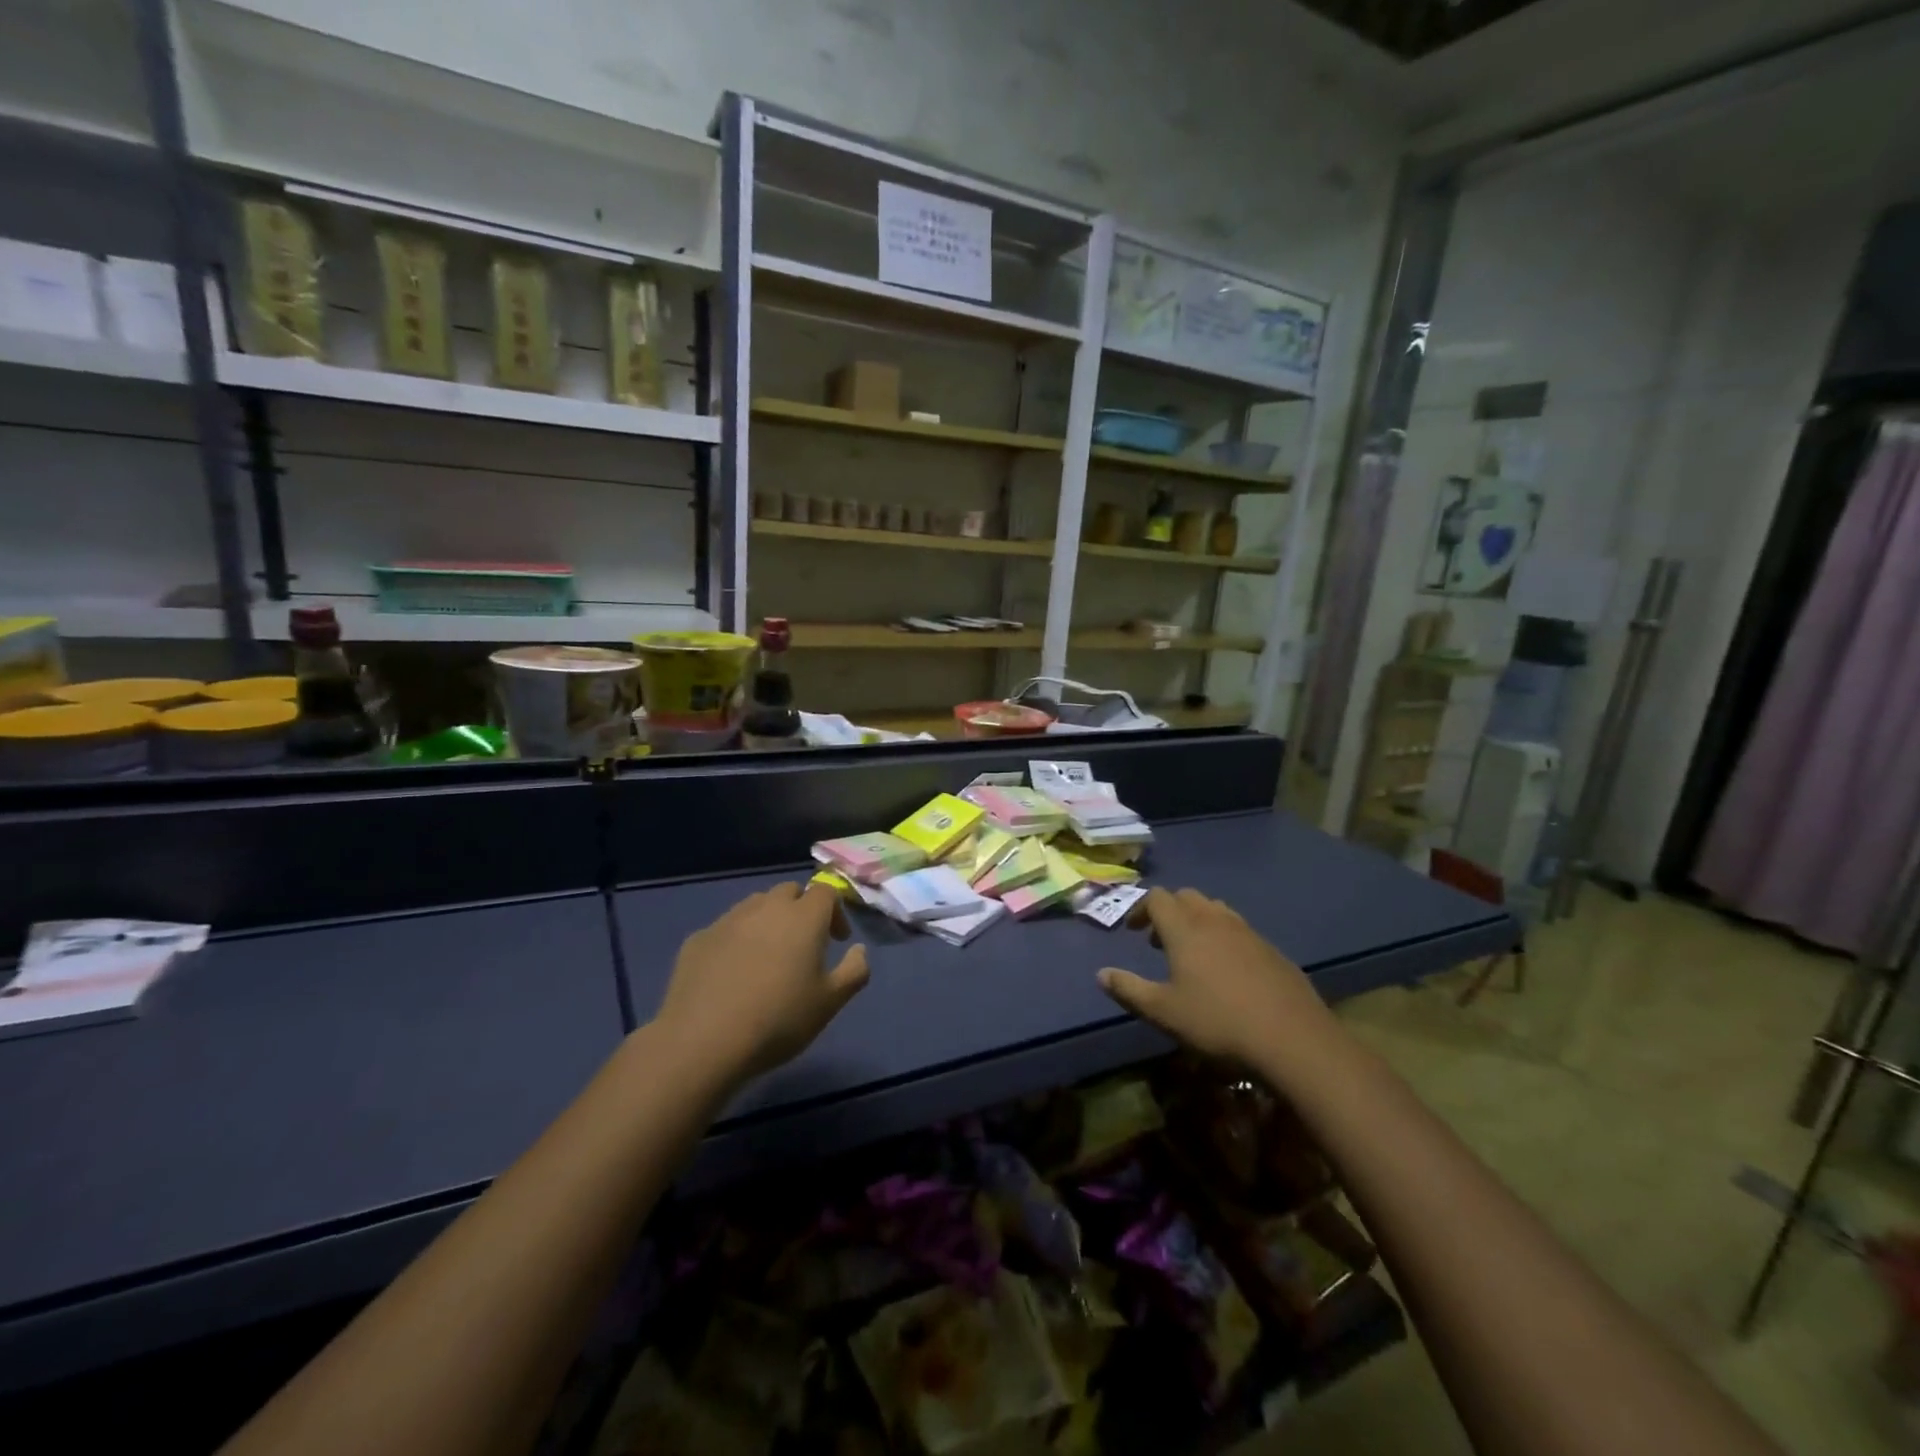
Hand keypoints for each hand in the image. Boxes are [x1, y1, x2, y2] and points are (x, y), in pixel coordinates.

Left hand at [657, 883, 869, 1084]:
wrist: (703, 1041)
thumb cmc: (778, 1020)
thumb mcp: (830, 1003)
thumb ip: (854, 971)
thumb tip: (859, 950)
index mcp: (803, 917)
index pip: (826, 891)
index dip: (835, 911)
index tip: (837, 940)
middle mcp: (766, 908)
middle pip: (789, 891)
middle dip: (801, 909)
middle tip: (803, 944)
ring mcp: (728, 920)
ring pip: (755, 905)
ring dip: (768, 920)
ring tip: (768, 956)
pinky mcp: (698, 938)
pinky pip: (726, 929)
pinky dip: (736, 940)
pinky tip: (732, 973)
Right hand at [1098, 887, 1334, 1071]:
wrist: (1292, 1039)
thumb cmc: (1218, 1022)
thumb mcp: (1163, 1012)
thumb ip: (1129, 990)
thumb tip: (1101, 974)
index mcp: (1184, 929)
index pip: (1157, 898)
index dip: (1140, 909)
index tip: (1133, 932)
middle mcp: (1214, 920)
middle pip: (1186, 896)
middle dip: (1168, 911)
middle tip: (1159, 942)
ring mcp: (1247, 932)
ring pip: (1215, 909)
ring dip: (1197, 921)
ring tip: (1193, 953)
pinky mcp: (1272, 950)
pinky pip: (1240, 930)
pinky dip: (1224, 937)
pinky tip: (1228, 972)